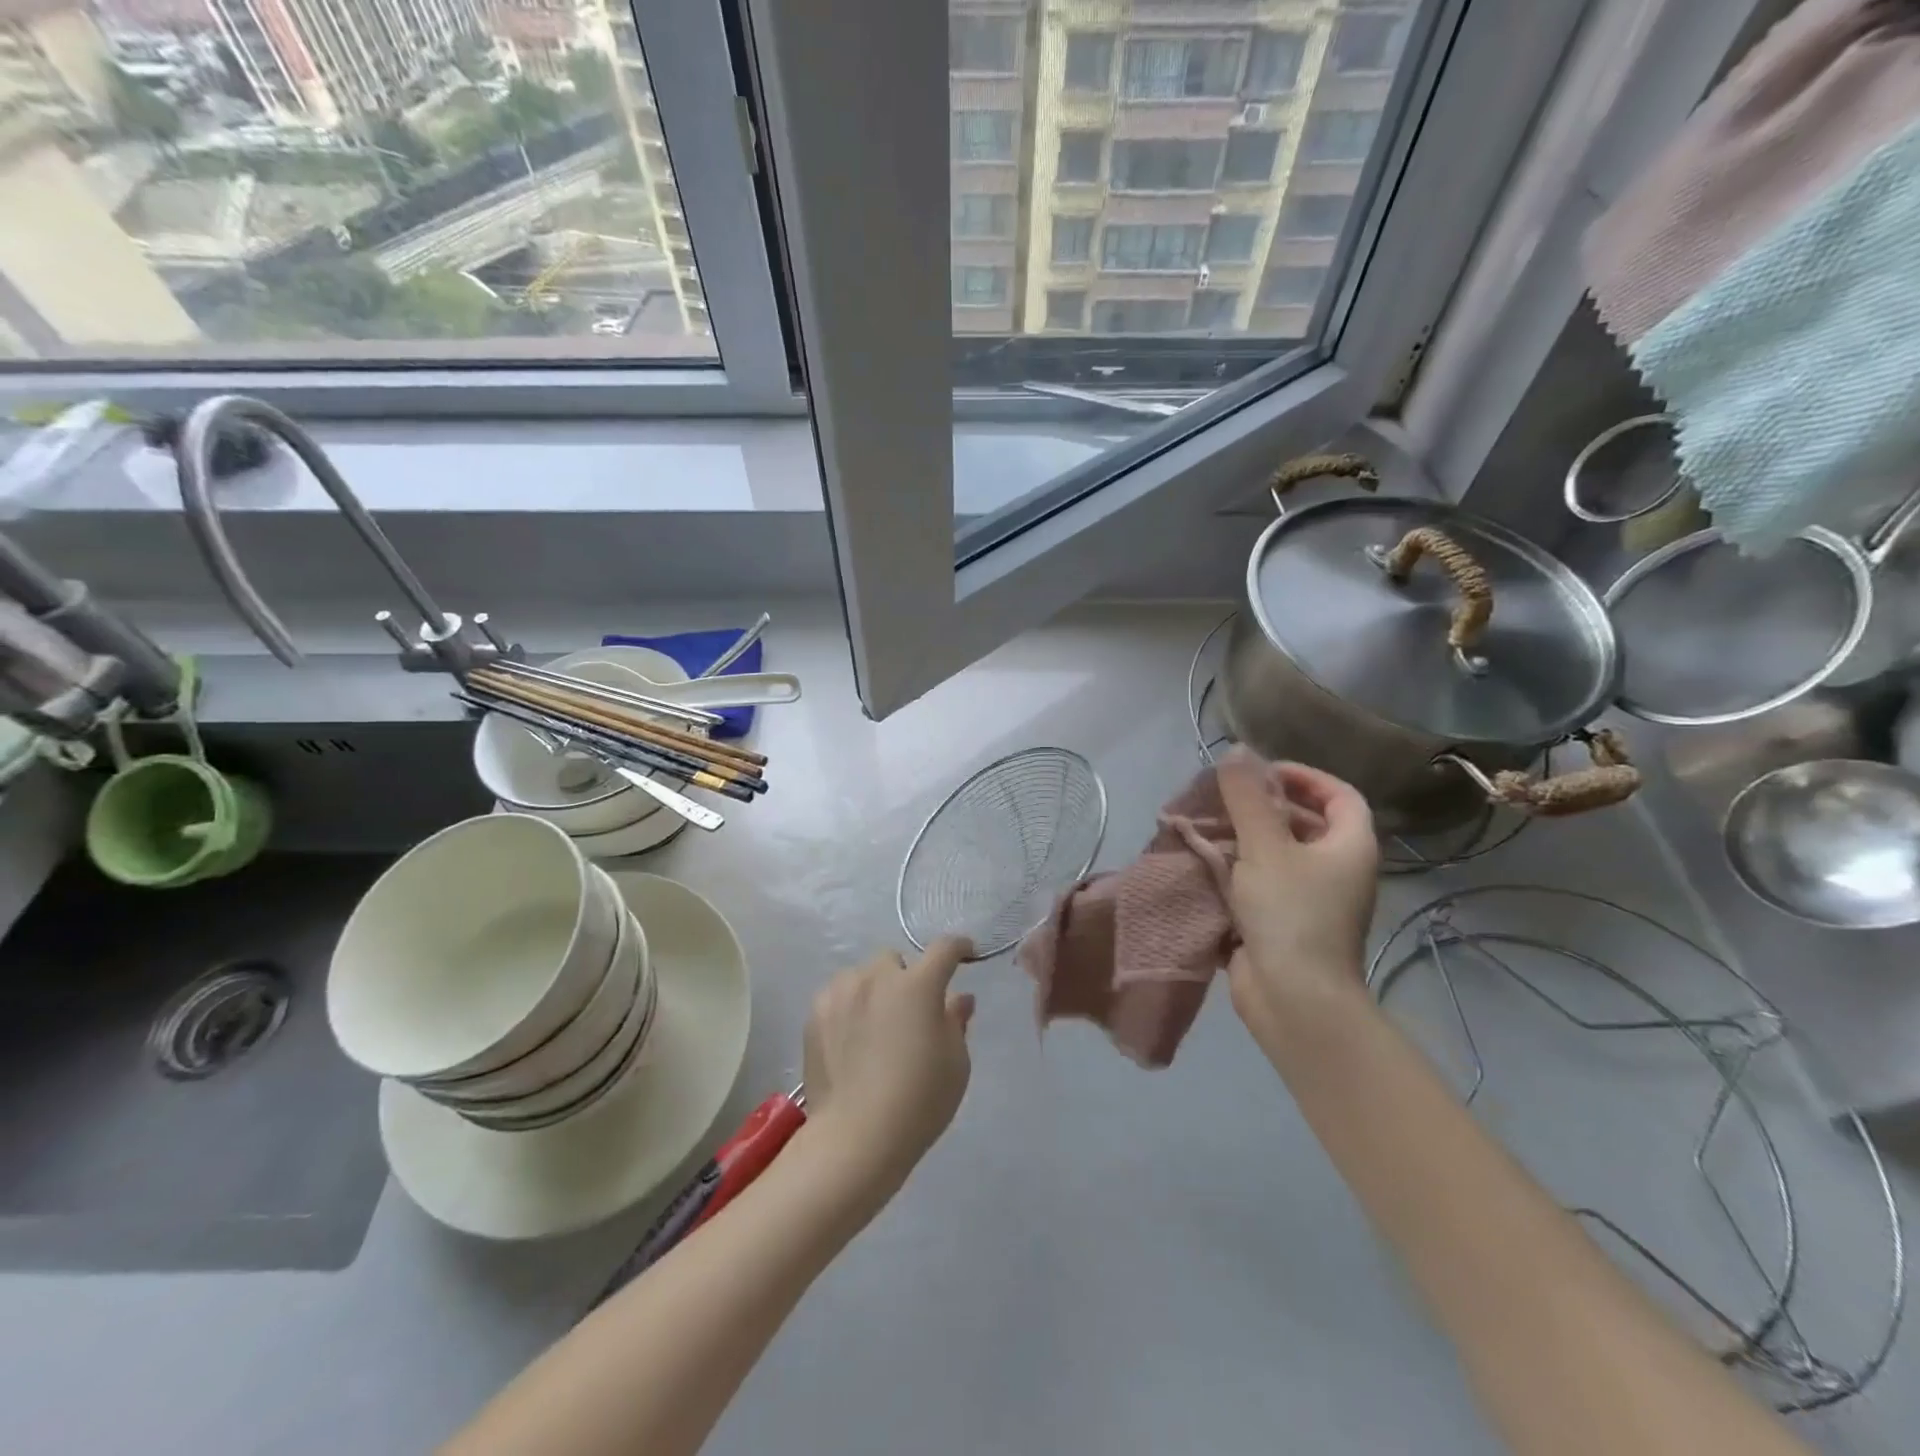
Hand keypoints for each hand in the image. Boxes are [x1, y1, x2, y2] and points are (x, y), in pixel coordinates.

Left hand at [800, 937, 974, 1201]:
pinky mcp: (815, 1013)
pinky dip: (848, 1007)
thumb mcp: (956, 1064)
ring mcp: (841, 992)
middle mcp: (877, 978)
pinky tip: (849, 1038)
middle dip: (905, 977)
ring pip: (862, 976)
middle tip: (909, 1011)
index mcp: (918, 985)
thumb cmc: (919, 1101)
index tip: (965, 953)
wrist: (856, 1137)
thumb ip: (956, 1021)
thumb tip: (958, 998)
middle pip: (895, 960)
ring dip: (873, 990)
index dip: (959, 947)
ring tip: (874, 1025)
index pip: (944, 949)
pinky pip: (837, 996)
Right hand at [1216, 750, 1379, 1051]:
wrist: (1294, 1000)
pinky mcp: (1282, 923)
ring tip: (1205, 825)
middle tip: (1223, 797)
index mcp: (1349, 846)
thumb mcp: (1265, 847)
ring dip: (1243, 838)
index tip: (1261, 772)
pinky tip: (1203, 863)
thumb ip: (1248, 798)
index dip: (1304, 776)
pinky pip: (1261, 883)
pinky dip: (1236, 870)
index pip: (1338, 795)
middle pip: (1305, 823)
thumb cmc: (1290, 914)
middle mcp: (1337, 870)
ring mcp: (1310, 900)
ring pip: (1278, 854)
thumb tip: (1238, 751)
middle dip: (1263, 806)